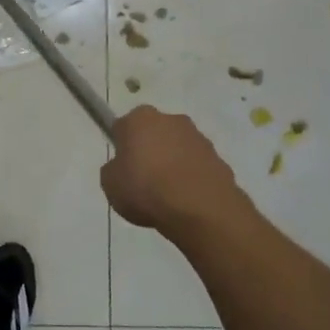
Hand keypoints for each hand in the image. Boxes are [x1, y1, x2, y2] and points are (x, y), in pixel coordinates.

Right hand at [101, 107, 244, 236]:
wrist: (200, 209)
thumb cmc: (146, 190)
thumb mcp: (110, 184)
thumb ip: (114, 169)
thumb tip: (124, 167)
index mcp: (139, 119)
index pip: (123, 127)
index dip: (121, 147)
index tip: (122, 167)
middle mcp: (170, 119)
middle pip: (153, 133)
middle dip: (150, 150)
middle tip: (143, 180)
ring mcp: (198, 137)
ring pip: (177, 148)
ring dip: (172, 163)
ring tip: (167, 195)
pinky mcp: (218, 157)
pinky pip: (196, 166)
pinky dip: (191, 177)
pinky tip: (186, 200)